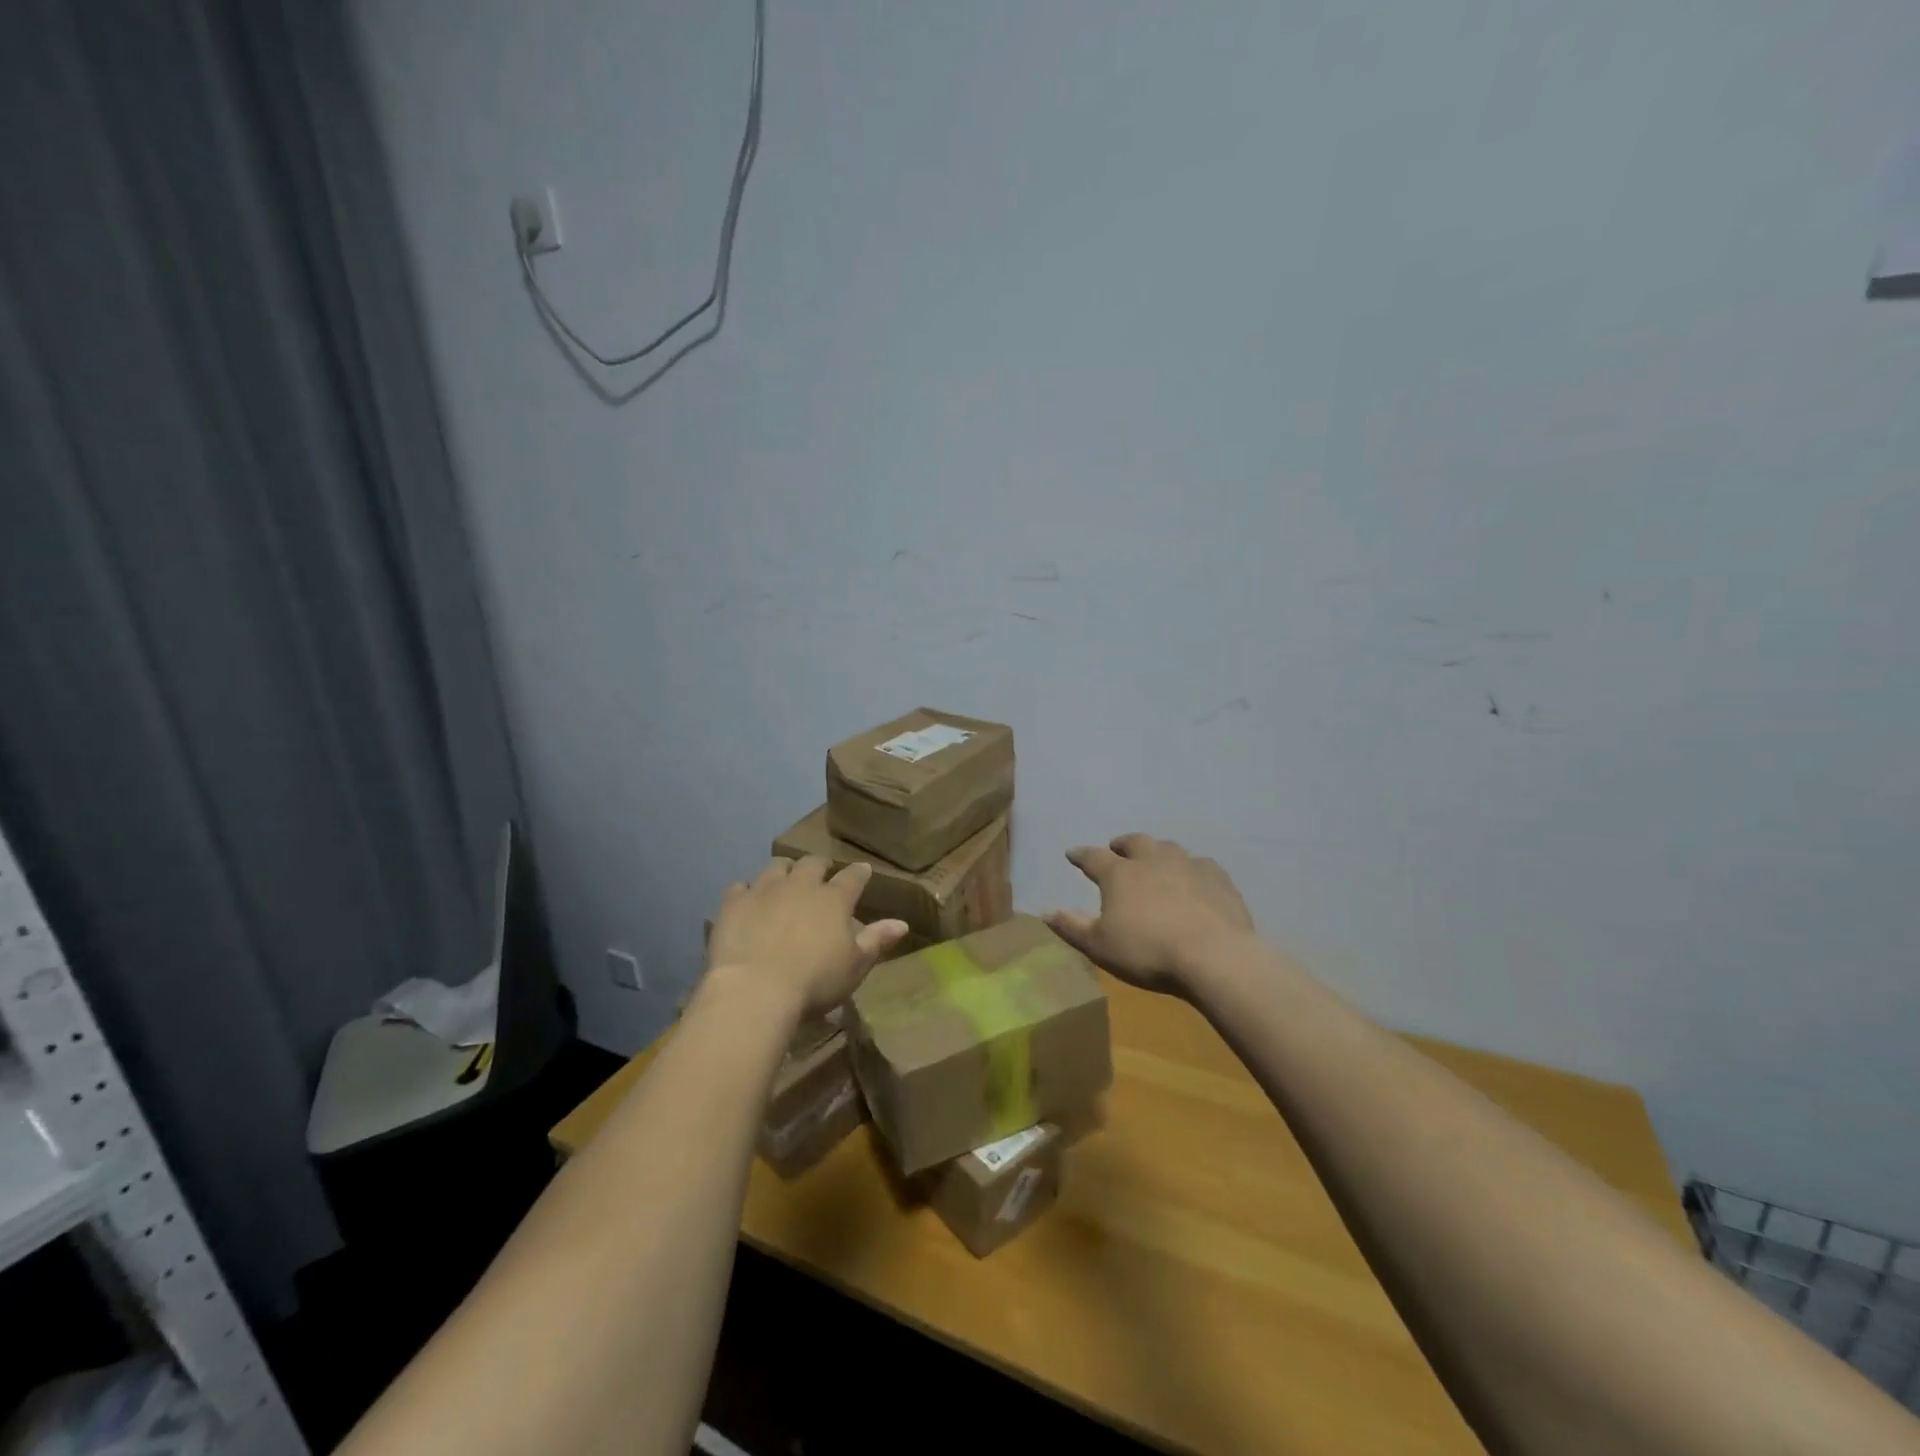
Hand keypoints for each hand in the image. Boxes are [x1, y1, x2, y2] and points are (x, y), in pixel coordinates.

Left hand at [707, 856, 907, 1016]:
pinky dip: (747, 891)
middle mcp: (801, 885)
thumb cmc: (814, 982)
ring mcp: (765, 890)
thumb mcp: (855, 967)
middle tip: (822, 874)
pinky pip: (740, 886)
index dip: (859, 873)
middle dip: (820, 865)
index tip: (863, 872)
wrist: (755, 990)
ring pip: (777, 866)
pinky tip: (748, 901)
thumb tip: (902, 923)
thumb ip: (877, 941)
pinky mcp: (734, 903)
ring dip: (785, 871)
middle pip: (813, 863)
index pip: (853, 877)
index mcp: (834, 899)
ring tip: (785, 880)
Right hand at [1047, 833, 1255, 996]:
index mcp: (1119, 874)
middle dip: (1123, 844)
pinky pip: (1202, 865)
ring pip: (1169, 848)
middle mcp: (1152, 860)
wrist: (1214, 956)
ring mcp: (1188, 866)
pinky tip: (1195, 879)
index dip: (1081, 855)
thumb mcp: (1099, 946)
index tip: (1072, 854)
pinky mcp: (1218, 879)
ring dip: (1158, 852)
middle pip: (1135, 843)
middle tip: (1117, 848)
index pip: (1093, 858)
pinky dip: (1192, 869)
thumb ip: (1072, 926)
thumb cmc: (1147, 952)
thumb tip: (1046, 912)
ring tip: (1156, 860)